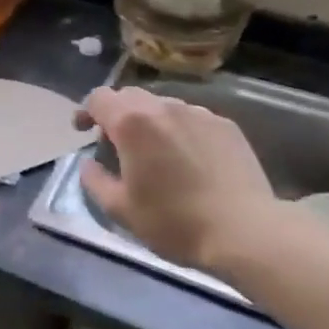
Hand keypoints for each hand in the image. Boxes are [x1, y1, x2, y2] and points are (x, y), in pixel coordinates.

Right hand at [76, 87, 278, 276]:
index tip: (83, 131)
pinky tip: (188, 159)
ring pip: (162, 106)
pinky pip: (191, 118)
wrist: (245, 232)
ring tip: (154, 152)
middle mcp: (163, 107)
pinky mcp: (225, 125)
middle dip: (117, 114)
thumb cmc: (174, 222)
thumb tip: (90, 163)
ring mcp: (198, 113)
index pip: (99, 98)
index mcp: (132, 123)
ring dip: (149, 121)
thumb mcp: (120, 210)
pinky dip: (179, 130)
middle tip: (115, 144)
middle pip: (130, 96)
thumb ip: (95, 180)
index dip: (86, 111)